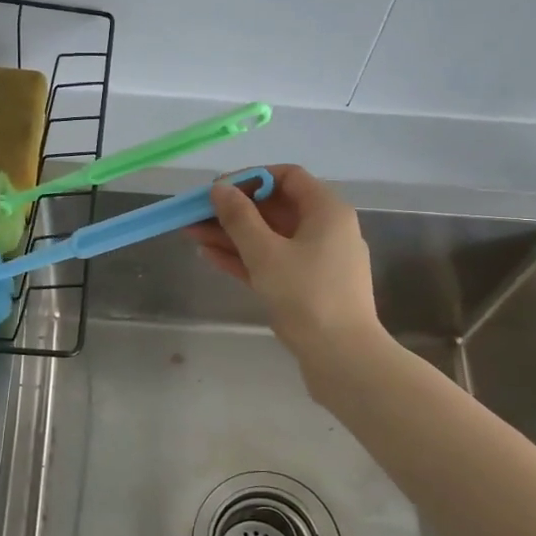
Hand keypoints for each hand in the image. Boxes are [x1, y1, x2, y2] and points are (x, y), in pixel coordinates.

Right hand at [185, 165, 384, 358]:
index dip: (250, 178)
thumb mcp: (265, 253)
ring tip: (192, 235)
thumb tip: (219, 189)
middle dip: (233, 210)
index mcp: (327, 211)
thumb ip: (239, 218)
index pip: (287, 177)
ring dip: (233, 235)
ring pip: (270, 238)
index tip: (218, 189)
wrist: (343, 358)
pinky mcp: (308, 287)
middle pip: (275, 208)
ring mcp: (318, 261)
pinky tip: (210, 257)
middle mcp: (327, 229)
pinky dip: (245, 258)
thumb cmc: (306, 296)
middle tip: (195, 215)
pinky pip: (273, 262)